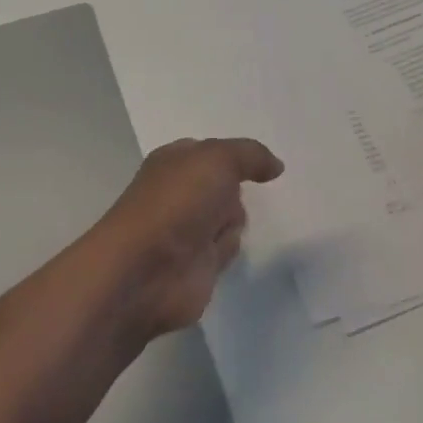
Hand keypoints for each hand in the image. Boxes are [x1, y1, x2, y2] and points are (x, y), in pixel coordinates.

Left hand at [77, 137, 284, 339]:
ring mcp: (187, 230)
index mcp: (174, 162)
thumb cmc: (177, 203)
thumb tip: (276, 166)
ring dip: (233, 223)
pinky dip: (228, 250)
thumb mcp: (217, 160)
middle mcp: (179, 193)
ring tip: (218, 231)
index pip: (210, 152)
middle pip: (226, 186)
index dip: (233, 156)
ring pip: (231, 217)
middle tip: (233, 197)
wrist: (147, 271)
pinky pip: (227, 249)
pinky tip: (218, 253)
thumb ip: (250, 155)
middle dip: (235, 191)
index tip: (260, 162)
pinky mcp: (197, 264)